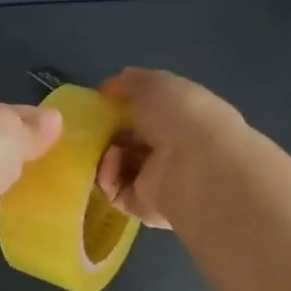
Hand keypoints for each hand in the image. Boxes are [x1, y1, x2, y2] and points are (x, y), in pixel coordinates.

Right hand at [96, 67, 246, 229]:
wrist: (200, 167)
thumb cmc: (181, 116)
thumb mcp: (154, 84)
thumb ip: (130, 82)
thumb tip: (110, 87)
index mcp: (182, 119)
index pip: (148, 114)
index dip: (123, 107)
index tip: (101, 102)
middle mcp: (172, 150)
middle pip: (130, 142)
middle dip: (108, 133)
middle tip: (90, 127)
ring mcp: (159, 181)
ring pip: (119, 168)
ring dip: (104, 155)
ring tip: (104, 145)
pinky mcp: (145, 207)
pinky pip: (116, 192)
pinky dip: (107, 177)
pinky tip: (111, 163)